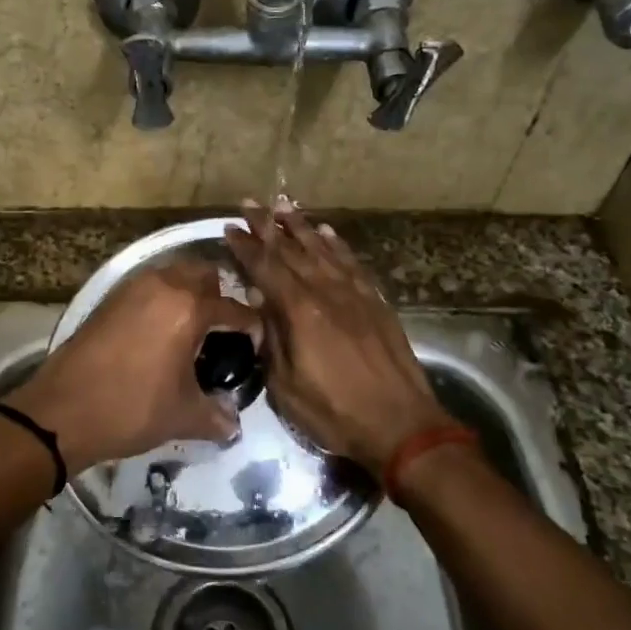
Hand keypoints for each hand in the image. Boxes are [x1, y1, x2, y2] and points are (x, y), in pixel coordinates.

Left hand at [5, 259, 261, 468]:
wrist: (61, 410)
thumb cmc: (130, 409)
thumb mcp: (182, 416)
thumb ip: (216, 416)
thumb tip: (233, 424)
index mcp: (189, 309)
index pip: (235, 309)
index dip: (252, 328)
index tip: (256, 345)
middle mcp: (163, 286)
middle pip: (204, 275)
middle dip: (219, 297)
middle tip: (220, 332)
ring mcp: (132, 288)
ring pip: (173, 275)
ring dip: (188, 294)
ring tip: (190, 331)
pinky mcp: (109, 298)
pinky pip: (147, 286)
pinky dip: (161, 299)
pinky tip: (158, 333)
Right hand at [223, 198, 451, 472]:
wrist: (401, 425)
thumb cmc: (335, 412)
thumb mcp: (286, 386)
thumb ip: (271, 339)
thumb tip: (258, 301)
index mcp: (300, 311)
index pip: (265, 268)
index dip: (245, 246)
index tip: (229, 228)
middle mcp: (326, 292)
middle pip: (291, 250)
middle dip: (267, 226)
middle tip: (250, 204)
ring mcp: (354, 294)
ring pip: (322, 249)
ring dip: (300, 226)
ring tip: (283, 205)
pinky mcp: (375, 302)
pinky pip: (352, 263)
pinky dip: (336, 244)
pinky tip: (327, 232)